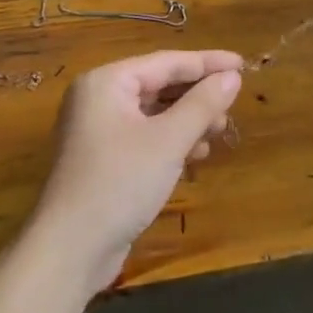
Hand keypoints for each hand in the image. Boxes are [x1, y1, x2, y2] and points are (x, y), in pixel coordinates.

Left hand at [28, 50, 243, 295]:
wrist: (70, 250)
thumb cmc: (120, 183)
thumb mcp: (169, 140)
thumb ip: (203, 104)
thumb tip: (232, 77)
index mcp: (107, 82)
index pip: (166, 62)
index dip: (207, 63)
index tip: (242, 65)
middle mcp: (98, 99)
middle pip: (159, 85)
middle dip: (198, 95)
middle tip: (233, 104)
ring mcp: (98, 130)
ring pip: (154, 112)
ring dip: (188, 120)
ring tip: (219, 131)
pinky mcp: (103, 159)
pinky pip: (145, 135)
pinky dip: (171, 140)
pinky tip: (196, 154)